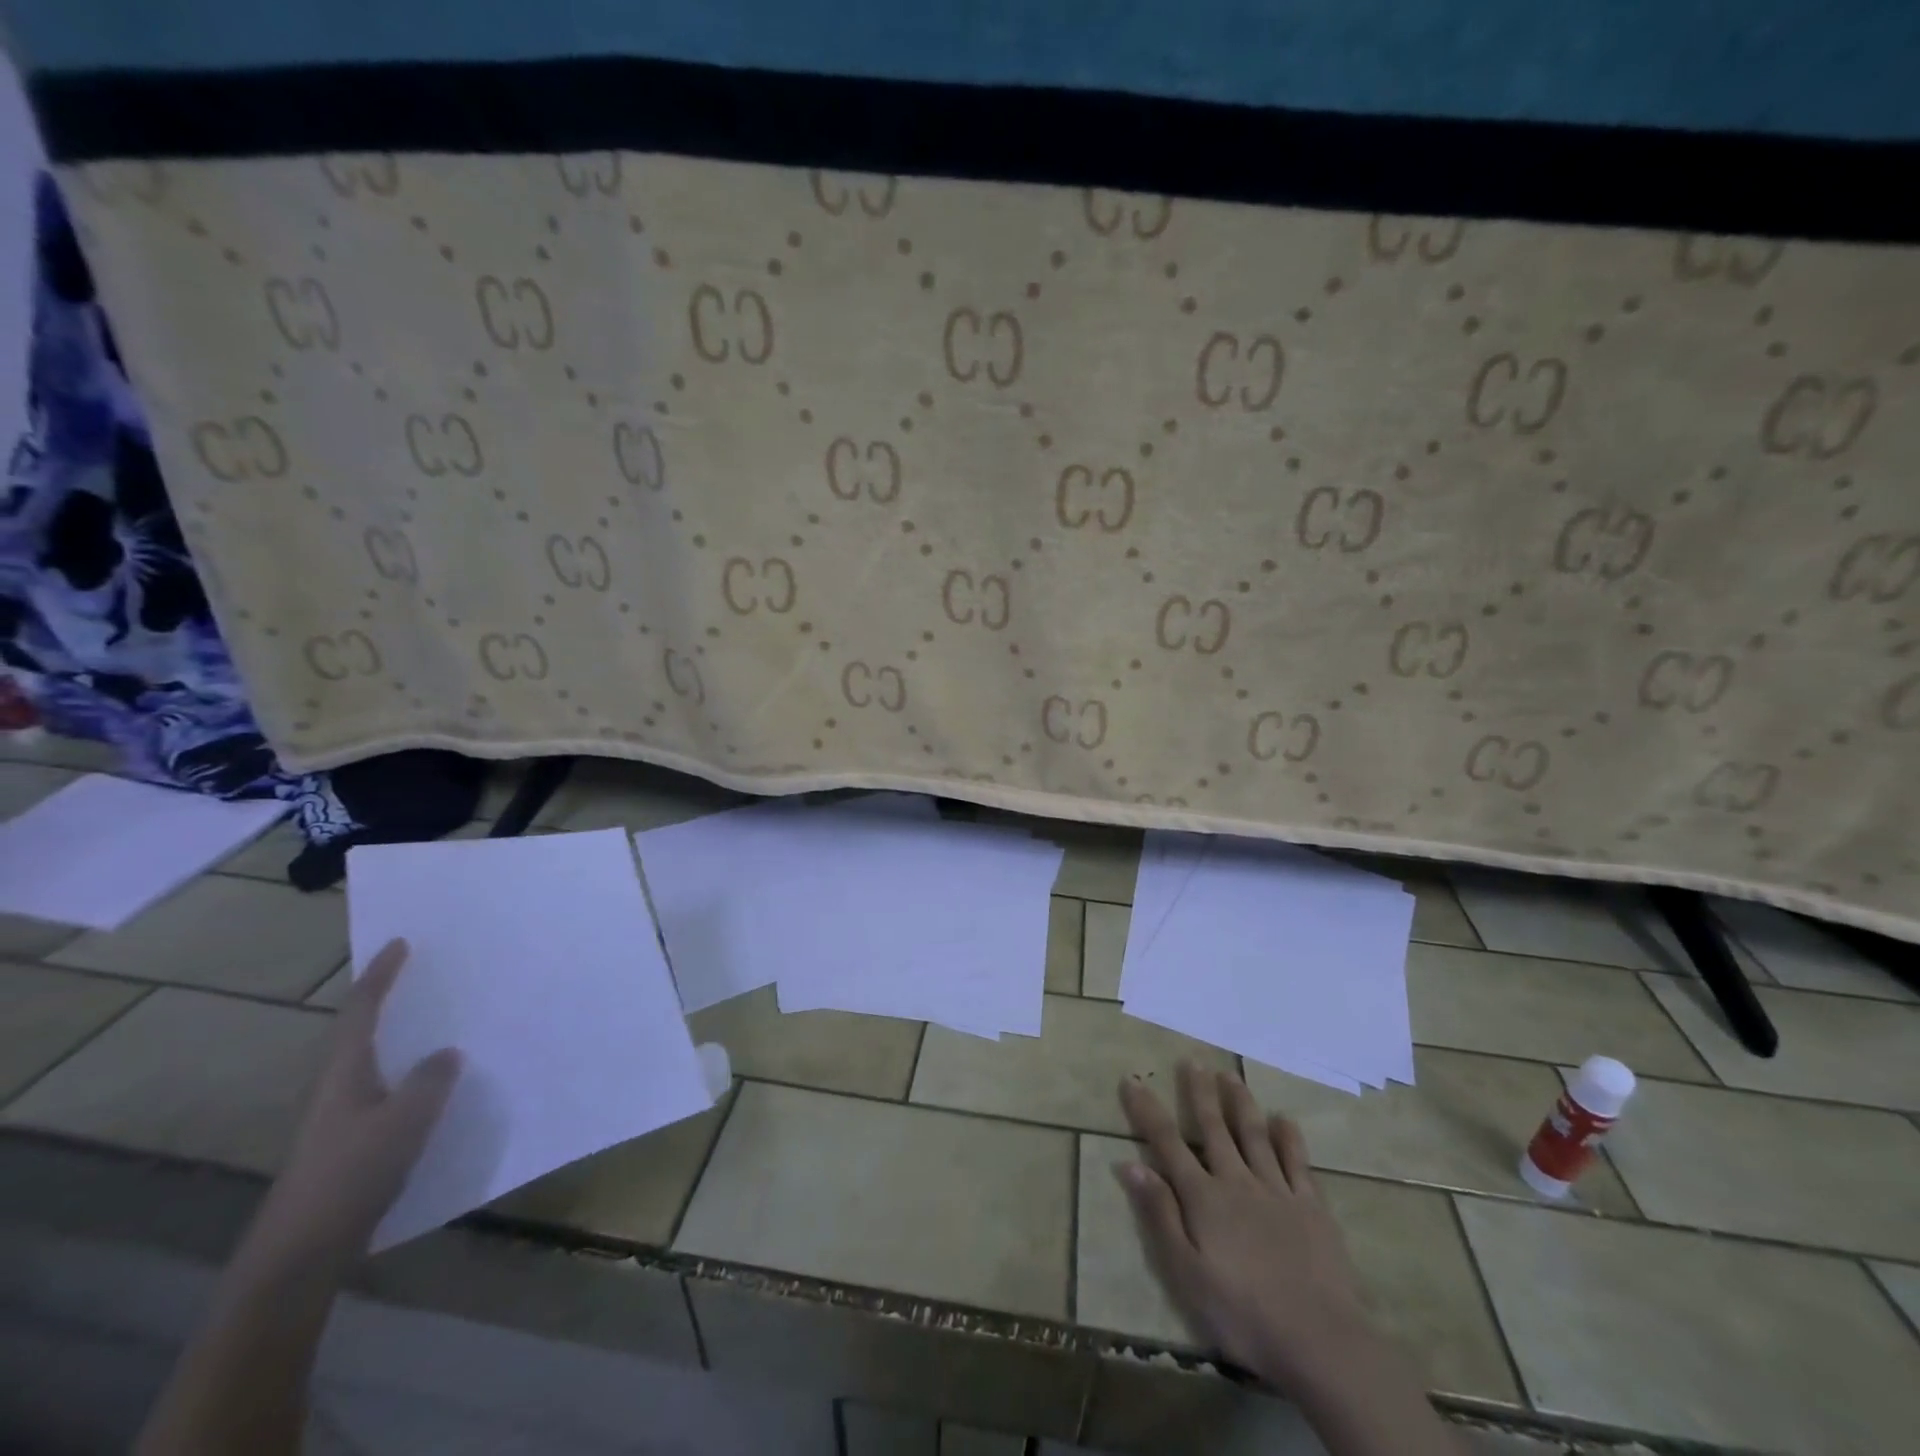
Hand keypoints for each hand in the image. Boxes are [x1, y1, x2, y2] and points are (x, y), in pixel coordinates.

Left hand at [256, 939, 461, 1262]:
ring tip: (435, 1023)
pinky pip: (383, 1090)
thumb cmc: (351, 1173)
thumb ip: (430, 1080)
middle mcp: (335, 1087)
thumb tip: (447, 1053)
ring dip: (397, 1038)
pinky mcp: (347, 1144)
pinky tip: (431, 1086)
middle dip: (384, 1001)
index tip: (399, 942)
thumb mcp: (405, 1120)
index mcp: (343, 1071)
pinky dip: (405, 1073)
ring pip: (371, 1062)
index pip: (361, 1010)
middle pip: (358, 1032)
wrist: (301, 1252)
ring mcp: (338, 1118)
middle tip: (421, 976)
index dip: (380, 975)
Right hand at [1116, 1062, 1375, 1395]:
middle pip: (1214, 1128)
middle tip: (1192, 1060)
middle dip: (1199, 1092)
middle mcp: (1237, 1181)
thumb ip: (1160, 1216)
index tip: (1132, 1080)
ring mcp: (1277, 1190)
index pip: (1167, 1143)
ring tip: (1230, 1075)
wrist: (1319, 1341)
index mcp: (1204, 1198)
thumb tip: (1130, 1164)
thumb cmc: (1242, 1314)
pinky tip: (1284, 1120)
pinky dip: (1289, 1138)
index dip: (1147, 1110)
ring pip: (1254, 1135)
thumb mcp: (1186, 1274)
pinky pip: (1297, 1162)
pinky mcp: (1312, 1206)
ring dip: (1240, 1103)